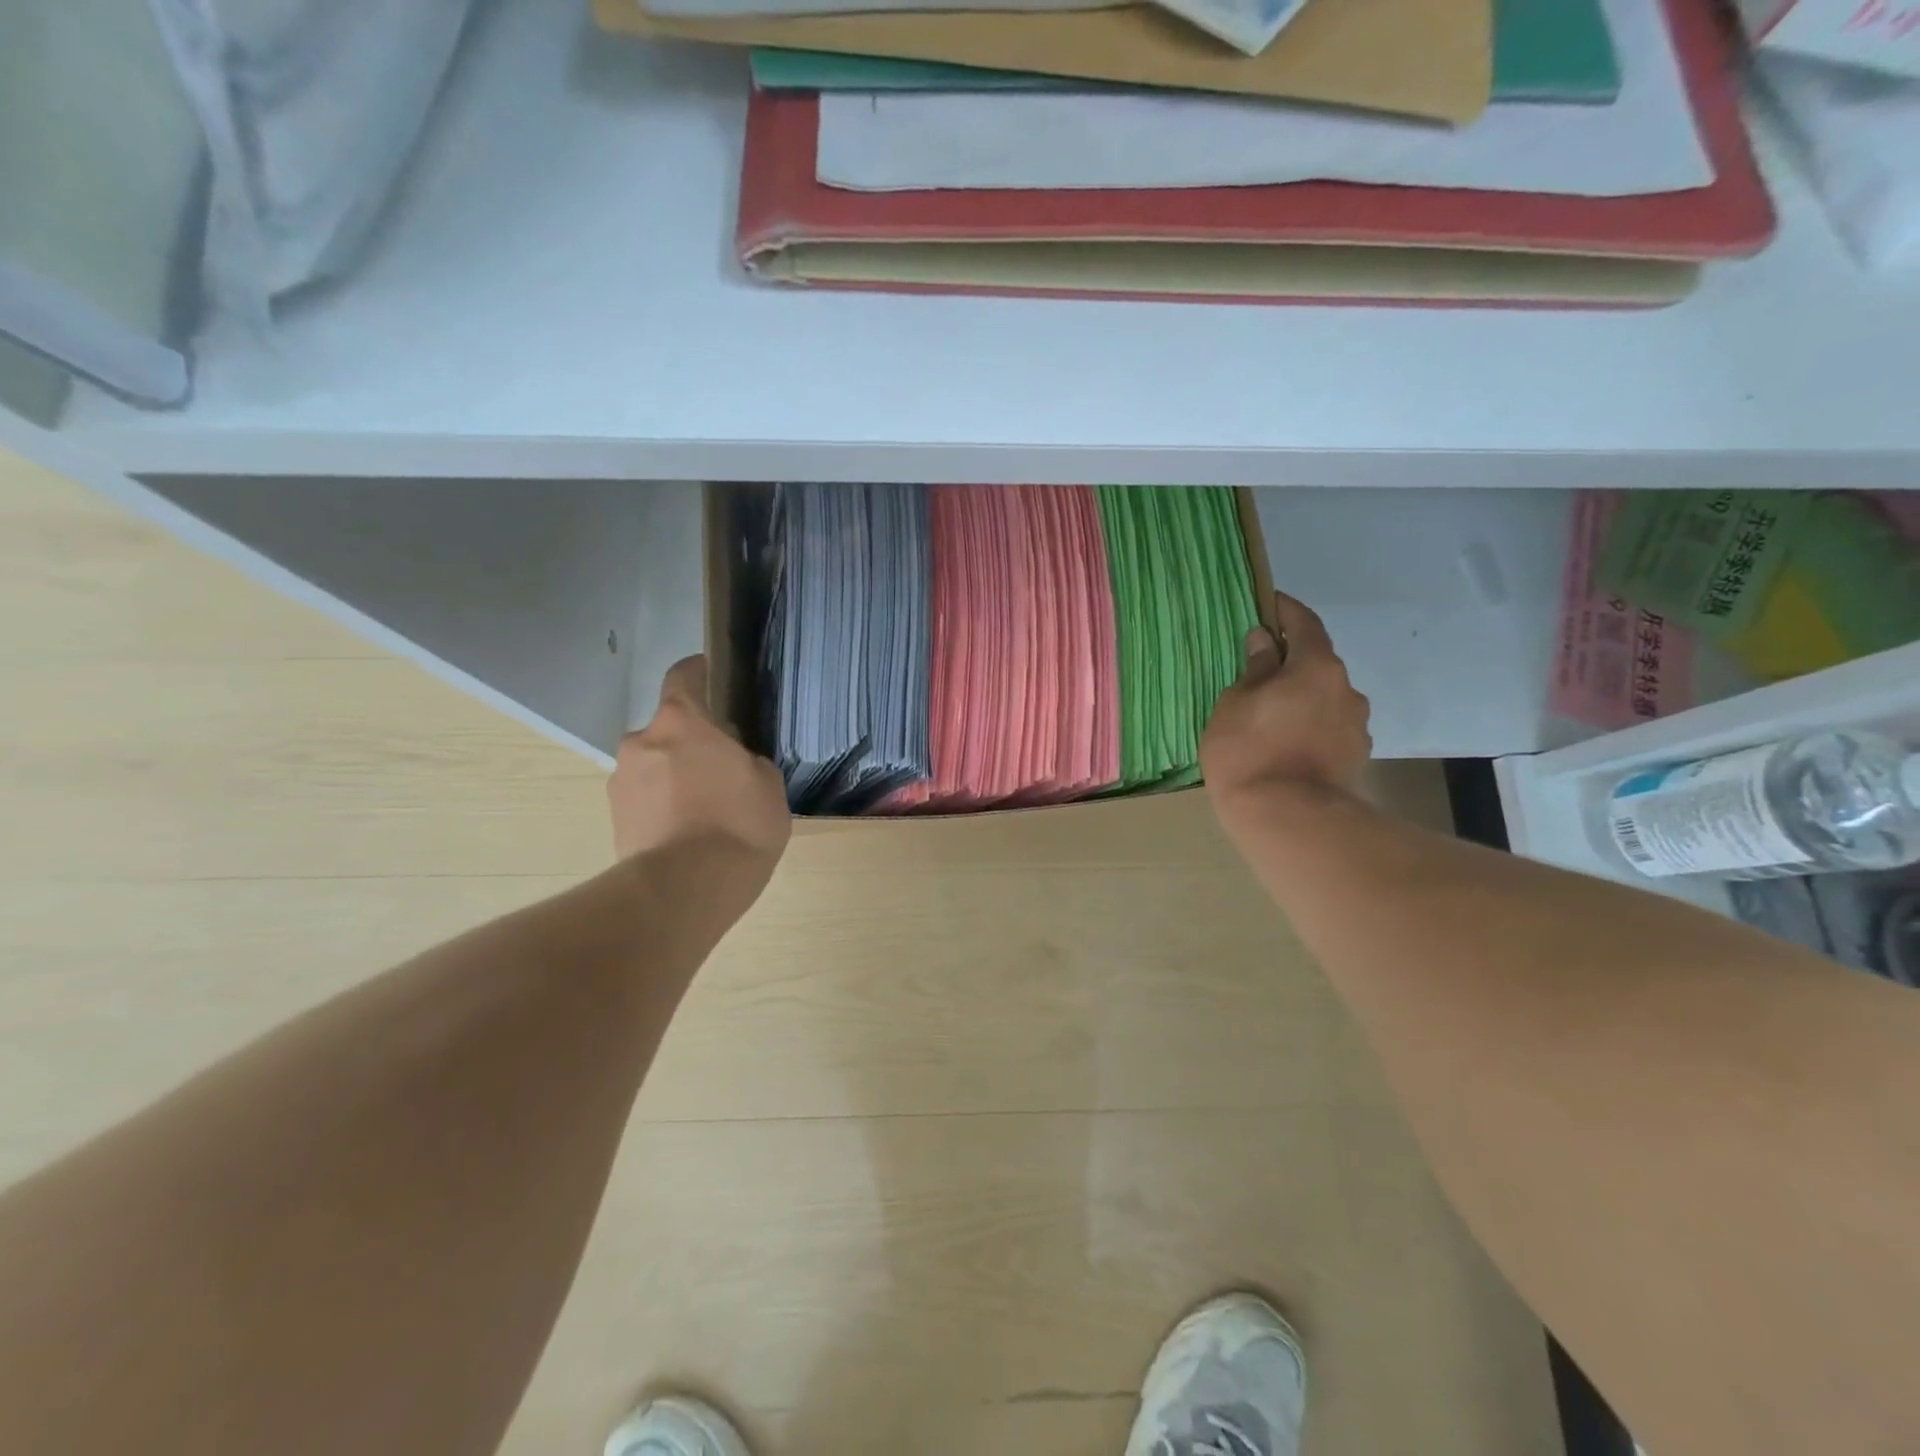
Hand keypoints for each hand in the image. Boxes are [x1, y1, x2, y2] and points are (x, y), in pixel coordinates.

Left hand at [607, 657, 791, 873]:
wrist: (685, 889)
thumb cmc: (737, 823)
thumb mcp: (768, 785)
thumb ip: (748, 761)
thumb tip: (733, 762)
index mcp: (681, 722)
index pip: (683, 678)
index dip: (697, 672)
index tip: (707, 671)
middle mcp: (642, 743)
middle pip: (667, 730)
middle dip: (690, 742)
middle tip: (720, 767)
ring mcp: (622, 783)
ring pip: (653, 767)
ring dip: (673, 777)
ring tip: (704, 810)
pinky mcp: (614, 821)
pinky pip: (645, 800)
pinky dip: (663, 807)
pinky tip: (688, 833)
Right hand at [1201, 592, 1372, 821]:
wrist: (1286, 817)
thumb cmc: (1249, 750)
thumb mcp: (1235, 703)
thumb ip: (1254, 669)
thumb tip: (1264, 642)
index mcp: (1317, 667)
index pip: (1304, 625)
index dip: (1286, 611)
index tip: (1270, 603)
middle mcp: (1346, 689)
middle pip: (1318, 664)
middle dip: (1292, 663)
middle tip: (1261, 672)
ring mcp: (1356, 725)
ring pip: (1325, 699)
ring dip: (1303, 698)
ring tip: (1273, 717)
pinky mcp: (1355, 756)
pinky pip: (1329, 728)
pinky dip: (1310, 726)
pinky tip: (1288, 744)